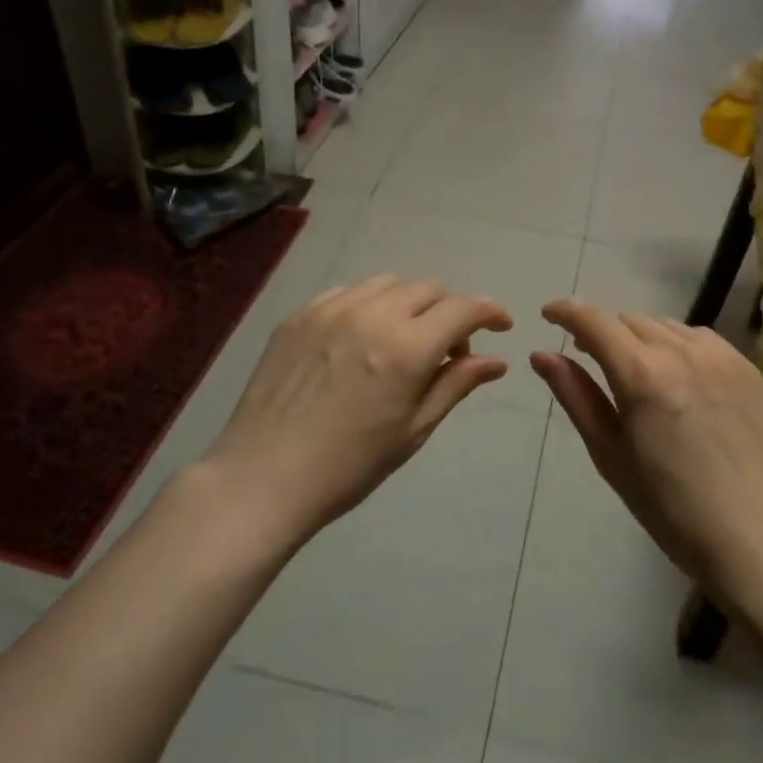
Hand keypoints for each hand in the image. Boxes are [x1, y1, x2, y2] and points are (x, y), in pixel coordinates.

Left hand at [206, 276, 512, 545]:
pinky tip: (360, 339)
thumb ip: (455, 384)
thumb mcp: (413, 430)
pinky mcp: (299, 315)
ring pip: (388, 284)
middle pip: (428, 290)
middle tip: (447, 351)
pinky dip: (368, 305)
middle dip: (449, 312)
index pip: (463, 308)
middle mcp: (372, 315)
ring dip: (409, 305)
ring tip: (401, 342)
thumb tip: (496, 361)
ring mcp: (330, 310)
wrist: (262, 478)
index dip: (489, 312)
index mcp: (406, 348)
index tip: (501, 326)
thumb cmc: (348, 466)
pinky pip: (348, 292)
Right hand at [531, 301, 762, 602]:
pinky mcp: (746, 366)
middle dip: (602, 330)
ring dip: (639, 336)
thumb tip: (541, 355)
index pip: (594, 322)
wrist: (754, 536)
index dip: (566, 312)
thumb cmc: (669, 506)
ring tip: (634, 367)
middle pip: (628, 319)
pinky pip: (698, 337)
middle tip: (588, 354)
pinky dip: (676, 344)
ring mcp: (719, 356)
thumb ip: (575, 395)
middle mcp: (681, 351)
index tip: (548, 314)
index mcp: (642, 375)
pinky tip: (676, 374)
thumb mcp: (610, 454)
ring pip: (664, 325)